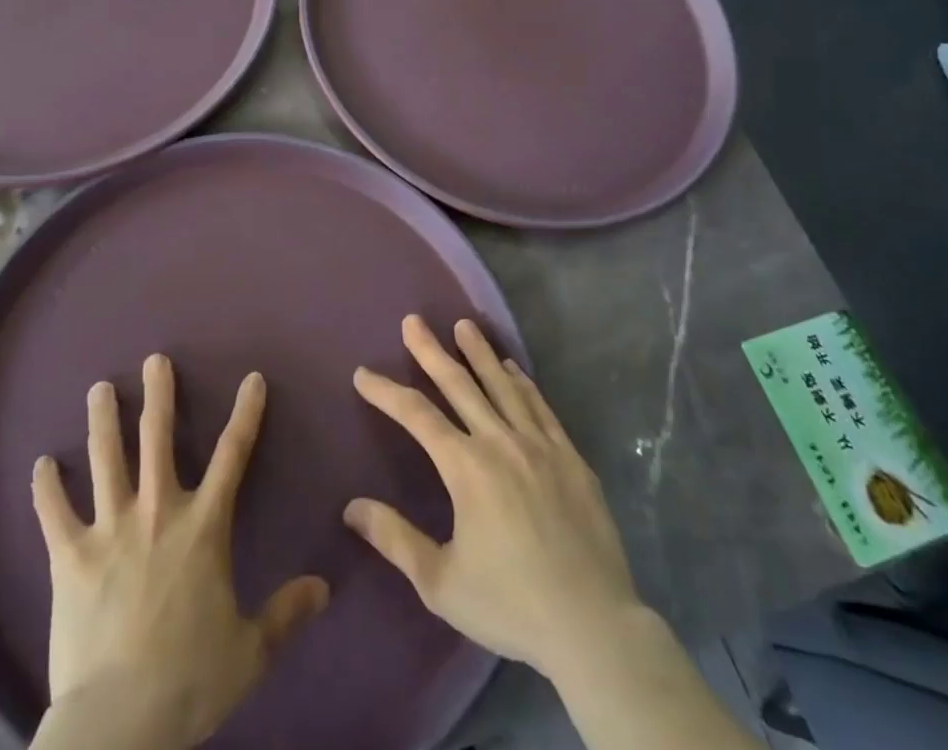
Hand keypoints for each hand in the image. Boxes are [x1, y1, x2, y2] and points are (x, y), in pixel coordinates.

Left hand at [30, 355, 329, 749]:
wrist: (119, 724)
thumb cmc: (189, 681)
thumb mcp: (249, 651)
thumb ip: (286, 614)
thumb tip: (324, 588)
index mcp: (203, 527)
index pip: (233, 456)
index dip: (246, 413)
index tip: (252, 379)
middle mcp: (157, 511)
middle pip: (158, 437)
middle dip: (159, 394)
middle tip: (155, 360)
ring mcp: (110, 529)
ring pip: (106, 458)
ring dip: (102, 421)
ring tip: (99, 389)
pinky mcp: (69, 556)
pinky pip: (54, 513)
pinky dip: (45, 487)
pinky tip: (41, 464)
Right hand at [343, 316, 642, 683]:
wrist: (594, 628)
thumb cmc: (511, 606)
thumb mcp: (441, 582)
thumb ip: (396, 539)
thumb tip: (352, 507)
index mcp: (466, 468)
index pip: (416, 415)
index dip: (386, 391)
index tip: (363, 373)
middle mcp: (500, 442)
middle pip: (459, 384)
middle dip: (431, 351)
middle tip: (412, 321)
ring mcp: (540, 446)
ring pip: (502, 385)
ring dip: (479, 353)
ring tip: (463, 325)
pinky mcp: (570, 458)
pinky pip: (540, 407)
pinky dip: (522, 383)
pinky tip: (512, 368)